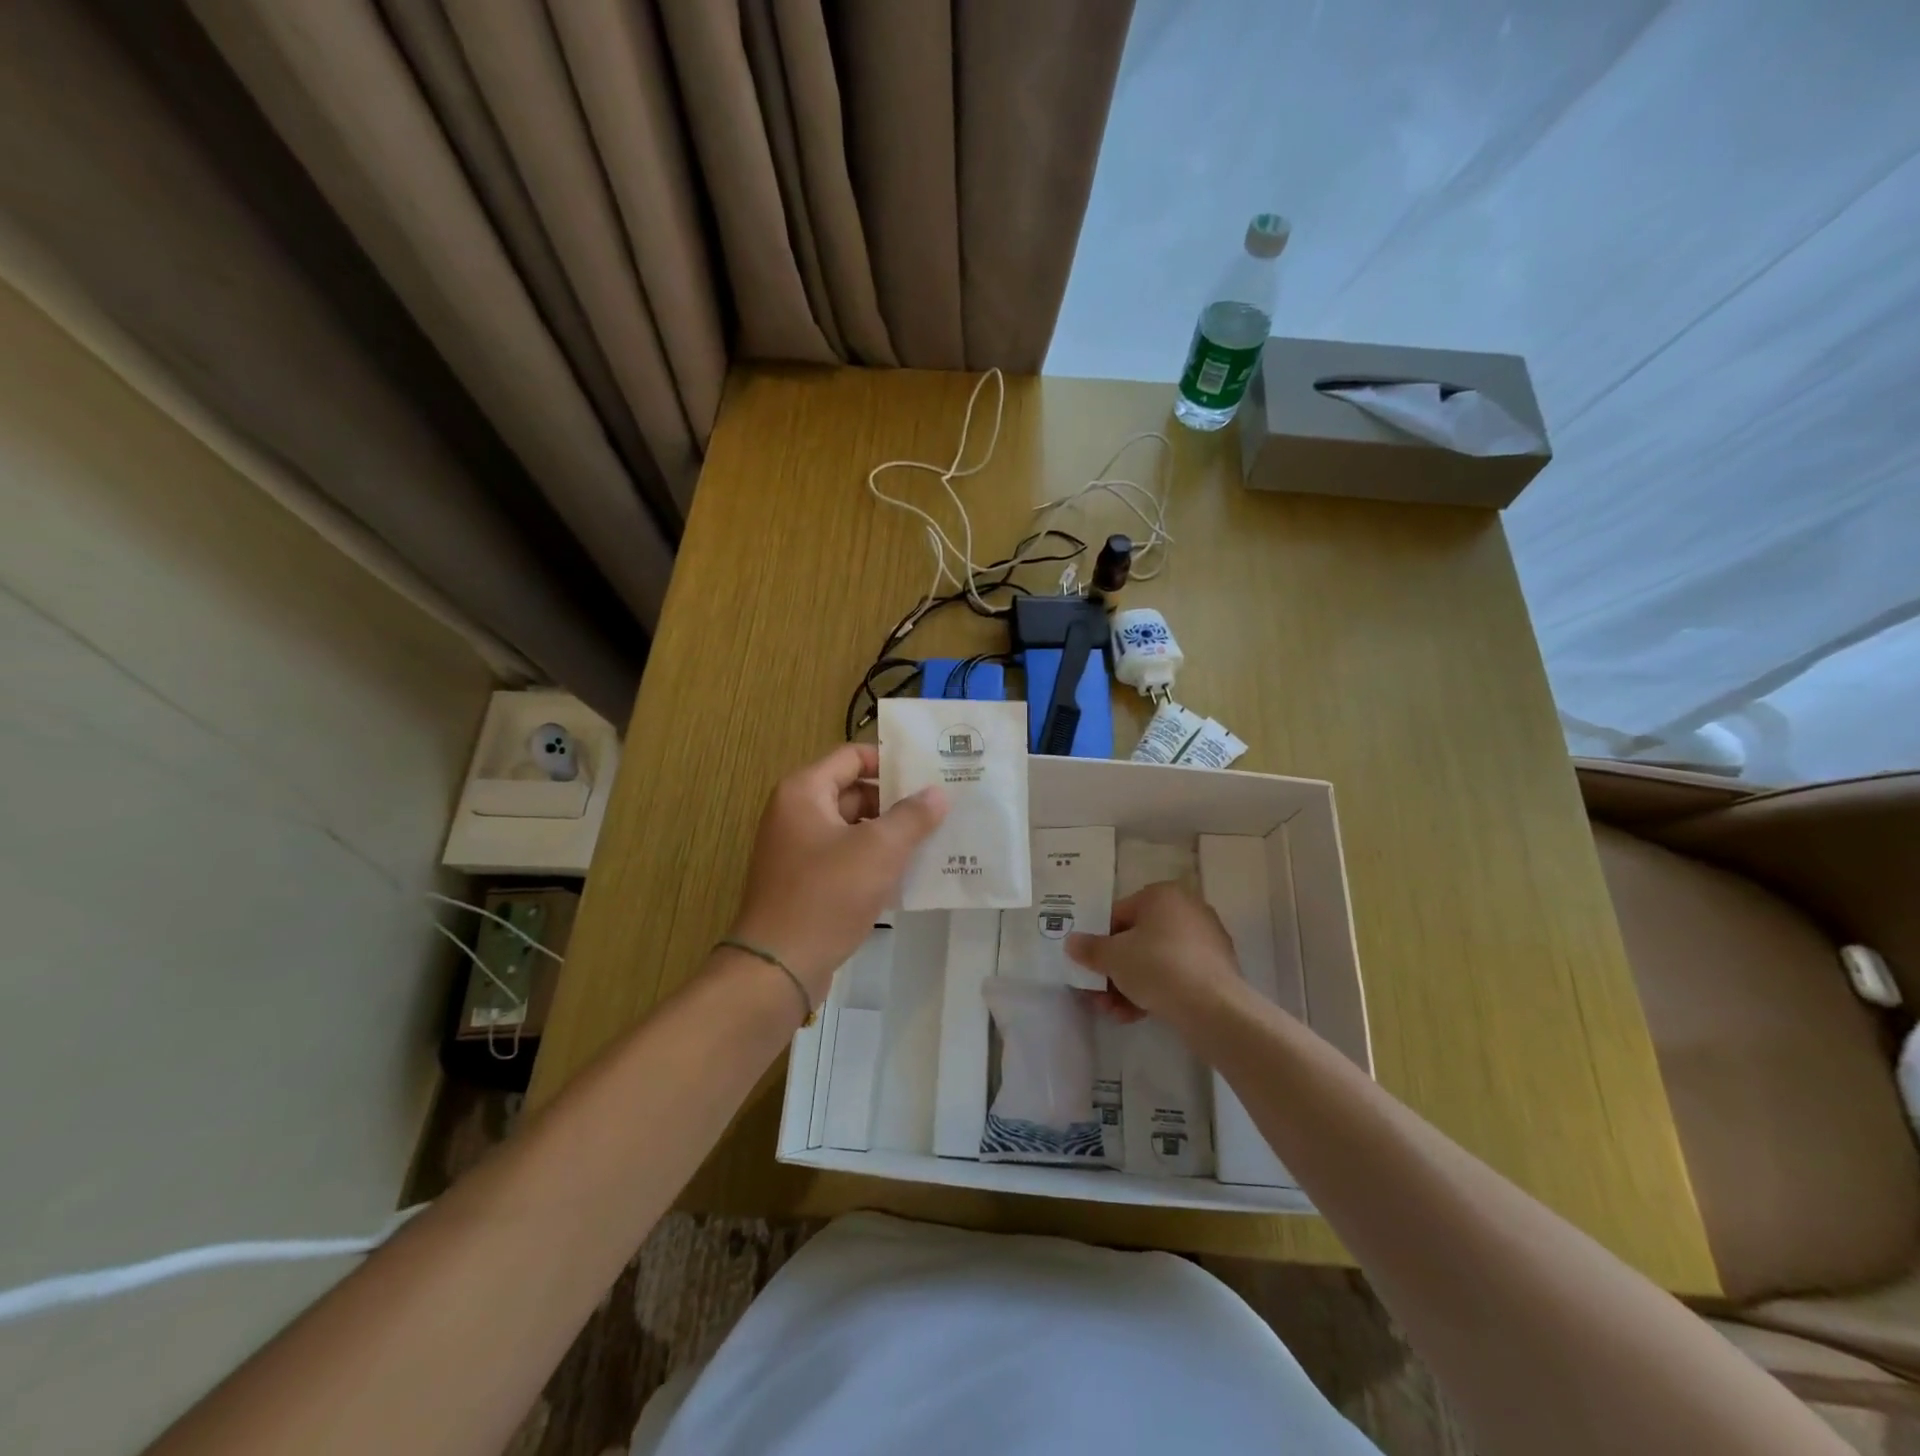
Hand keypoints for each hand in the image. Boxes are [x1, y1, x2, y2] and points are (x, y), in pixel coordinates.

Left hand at [728, 744, 946, 1001]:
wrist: (778, 967)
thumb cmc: (827, 895)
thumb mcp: (879, 850)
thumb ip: (912, 816)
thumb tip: (938, 792)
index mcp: (804, 792)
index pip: (852, 756)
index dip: (891, 761)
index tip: (929, 773)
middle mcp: (795, 813)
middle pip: (853, 791)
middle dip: (896, 801)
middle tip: (940, 809)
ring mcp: (797, 849)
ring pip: (852, 828)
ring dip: (889, 834)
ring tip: (934, 840)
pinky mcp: (805, 882)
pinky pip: (845, 858)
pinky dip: (874, 861)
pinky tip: (909, 874)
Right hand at [1065, 881, 1245, 1031]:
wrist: (1213, 1008)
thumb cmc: (1157, 967)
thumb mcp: (1112, 957)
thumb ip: (1089, 948)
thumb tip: (1072, 942)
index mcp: (1163, 895)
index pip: (1119, 914)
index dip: (1099, 942)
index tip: (1089, 967)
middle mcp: (1187, 910)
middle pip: (1137, 940)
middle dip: (1113, 970)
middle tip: (1097, 994)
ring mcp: (1205, 941)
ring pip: (1155, 961)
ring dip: (1129, 985)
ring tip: (1113, 1012)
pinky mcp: (1216, 970)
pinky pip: (1175, 976)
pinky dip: (1154, 991)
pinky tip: (1135, 1015)